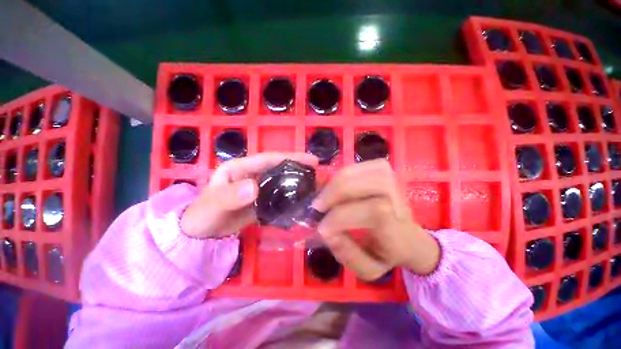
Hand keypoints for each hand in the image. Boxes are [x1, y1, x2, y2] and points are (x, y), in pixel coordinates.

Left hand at [181, 153, 317, 237]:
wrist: (200, 234)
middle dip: (299, 169)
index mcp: (241, 168)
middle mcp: (252, 175)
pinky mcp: (262, 202)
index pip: (269, 159)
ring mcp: (258, 189)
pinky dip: (291, 198)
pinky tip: (302, 202)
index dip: (290, 157)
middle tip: (319, 174)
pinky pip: (279, 197)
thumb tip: (255, 188)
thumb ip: (230, 196)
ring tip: (316, 187)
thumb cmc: (202, 215)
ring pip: (282, 183)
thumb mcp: (213, 204)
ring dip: (298, 184)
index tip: (311, 161)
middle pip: (279, 169)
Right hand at [312, 159, 439, 279]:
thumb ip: (347, 254)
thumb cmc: (387, 253)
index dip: (342, 216)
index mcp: (399, 229)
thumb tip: (325, 230)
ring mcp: (393, 182)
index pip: (373, 211)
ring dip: (336, 181)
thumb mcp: (369, 268)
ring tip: (323, 196)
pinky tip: (334, 185)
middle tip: (317, 206)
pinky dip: (342, 173)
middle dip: (337, 191)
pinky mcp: (385, 171)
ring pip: (363, 170)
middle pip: (370, 183)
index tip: (321, 228)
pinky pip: (360, 165)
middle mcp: (400, 201)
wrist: (408, 238)